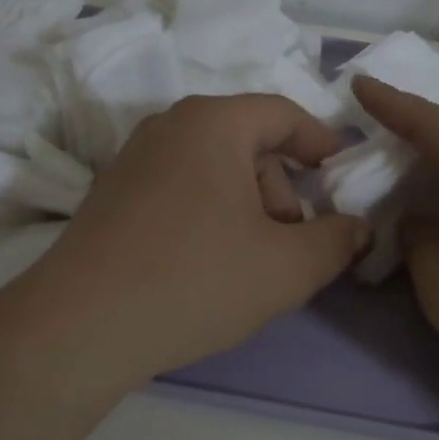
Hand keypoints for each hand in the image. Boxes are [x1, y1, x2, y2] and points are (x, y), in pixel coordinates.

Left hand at [0, 95, 370, 394]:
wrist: (80, 325)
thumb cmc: (196, 278)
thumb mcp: (287, 267)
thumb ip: (337, 241)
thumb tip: (358, 228)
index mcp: (212, 122)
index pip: (282, 114)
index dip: (320, 142)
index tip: (340, 174)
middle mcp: (169, 126)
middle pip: (248, 145)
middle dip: (281, 192)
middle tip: (291, 245)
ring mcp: (133, 159)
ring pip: (213, 170)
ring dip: (246, 209)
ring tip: (249, 265)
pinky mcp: (112, 195)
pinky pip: (180, 189)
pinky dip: (208, 216)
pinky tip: (206, 266)